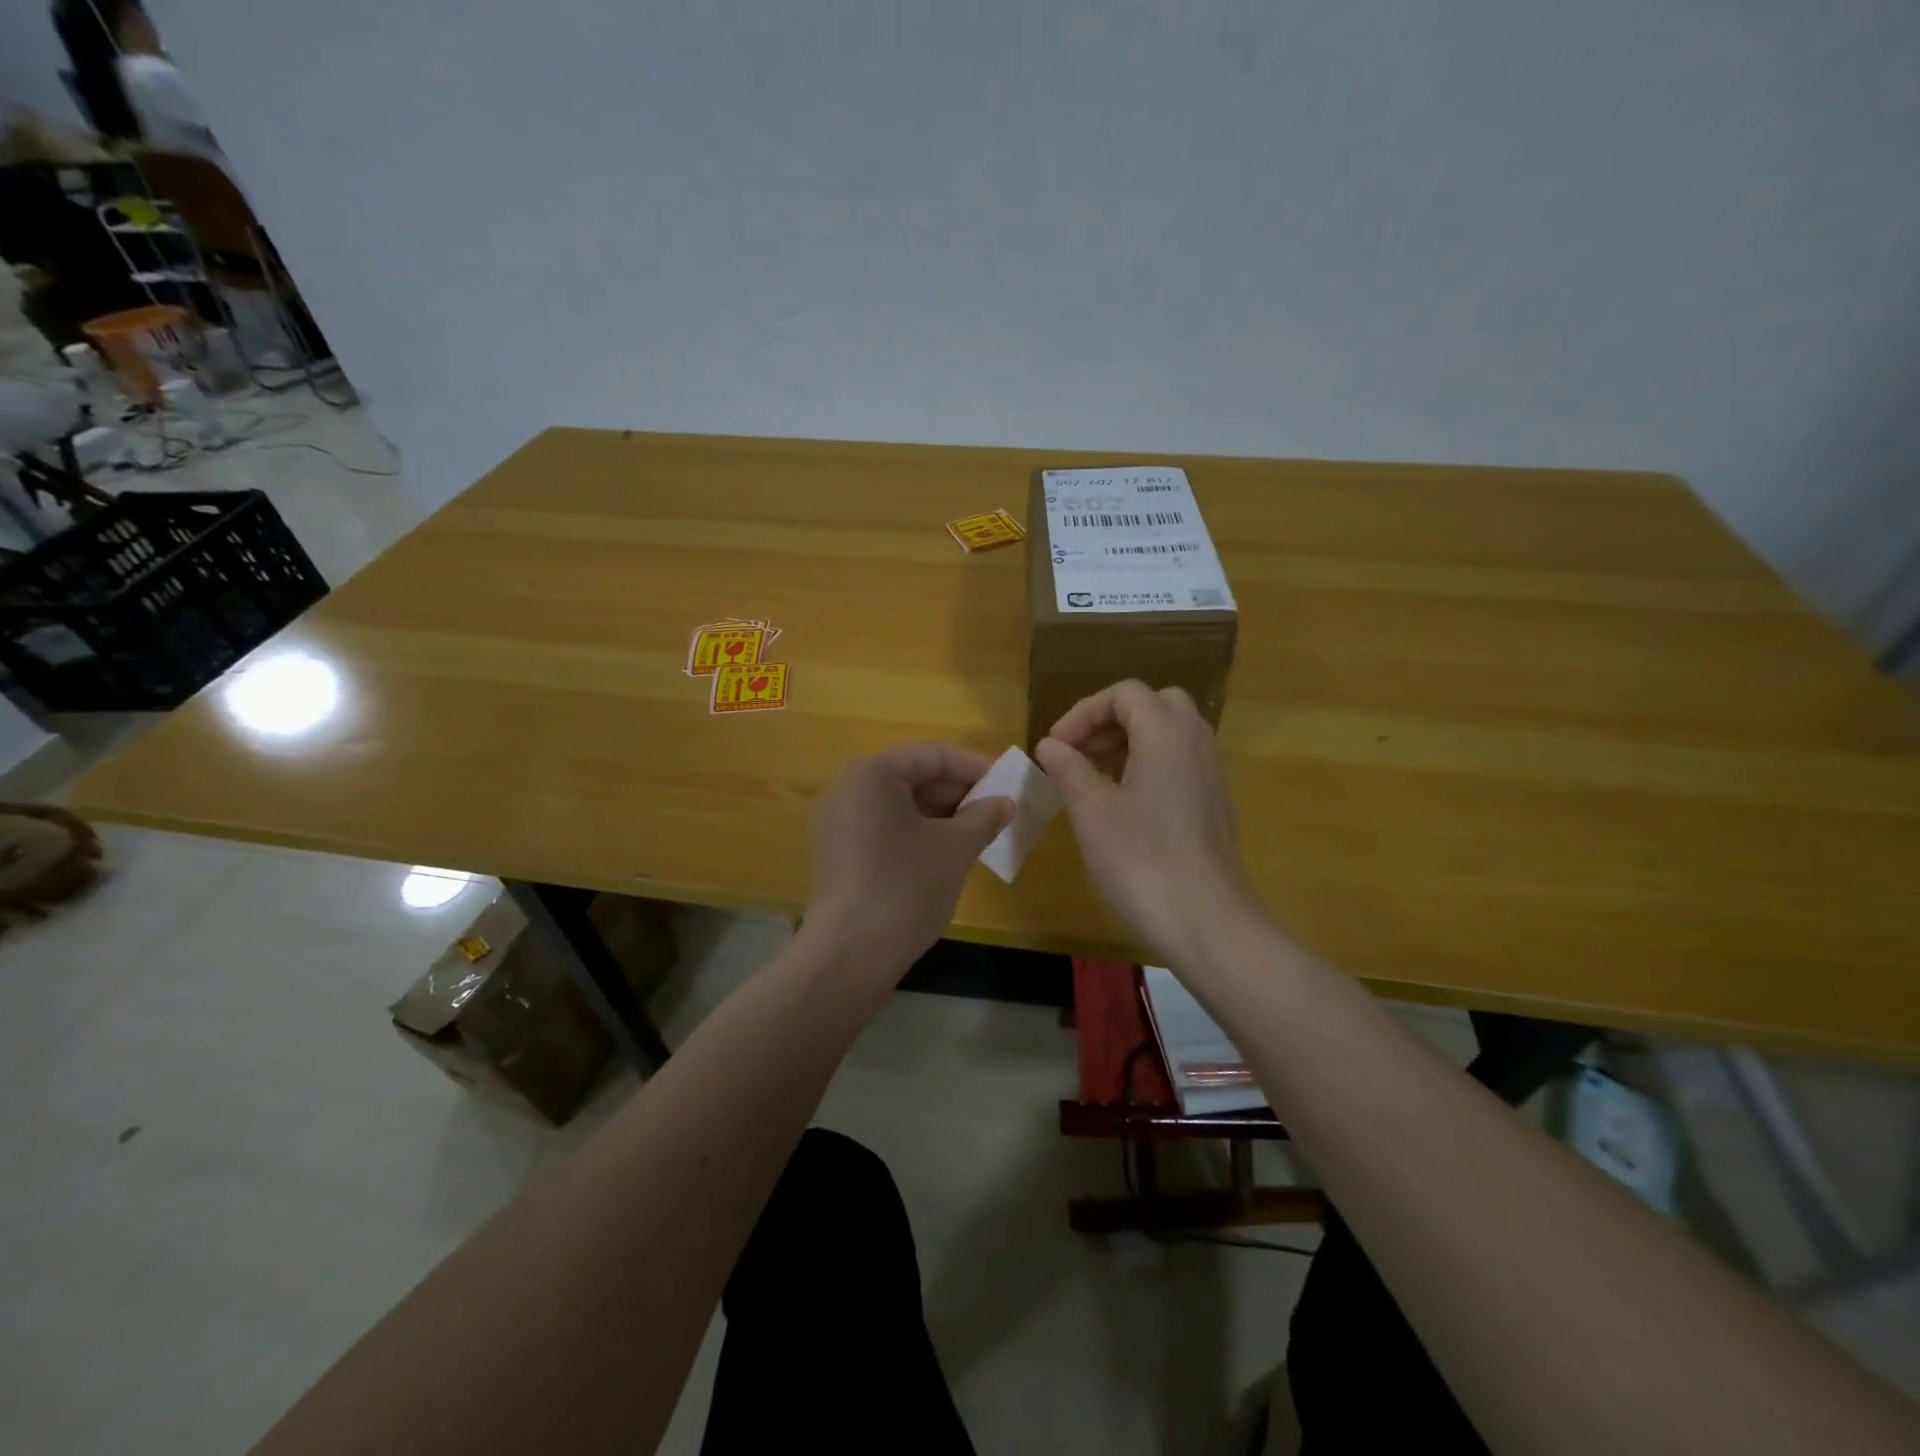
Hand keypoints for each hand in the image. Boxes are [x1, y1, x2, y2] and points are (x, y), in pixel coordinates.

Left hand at [802, 744, 1012, 975]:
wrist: (849, 956)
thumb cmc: (905, 887)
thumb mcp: (955, 848)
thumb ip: (984, 816)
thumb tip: (1005, 802)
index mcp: (872, 774)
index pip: (933, 756)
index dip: (976, 767)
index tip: (1009, 784)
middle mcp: (848, 789)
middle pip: (915, 777)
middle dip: (960, 793)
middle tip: (999, 811)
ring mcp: (839, 823)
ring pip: (902, 806)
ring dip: (943, 816)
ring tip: (980, 834)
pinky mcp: (839, 853)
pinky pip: (886, 829)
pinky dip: (919, 834)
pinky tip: (948, 855)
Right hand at [1036, 681, 1261, 967]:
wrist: (1206, 920)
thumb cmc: (1141, 859)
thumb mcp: (1091, 810)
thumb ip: (1068, 767)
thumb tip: (1050, 745)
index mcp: (1166, 732)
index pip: (1123, 694)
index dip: (1083, 713)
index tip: (1055, 747)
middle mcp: (1196, 741)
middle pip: (1152, 705)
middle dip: (1110, 721)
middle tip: (1079, 752)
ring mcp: (1211, 772)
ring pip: (1169, 733)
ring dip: (1128, 742)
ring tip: (1093, 776)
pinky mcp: (1214, 801)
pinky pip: (1179, 761)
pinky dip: (1148, 763)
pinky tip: (1123, 802)